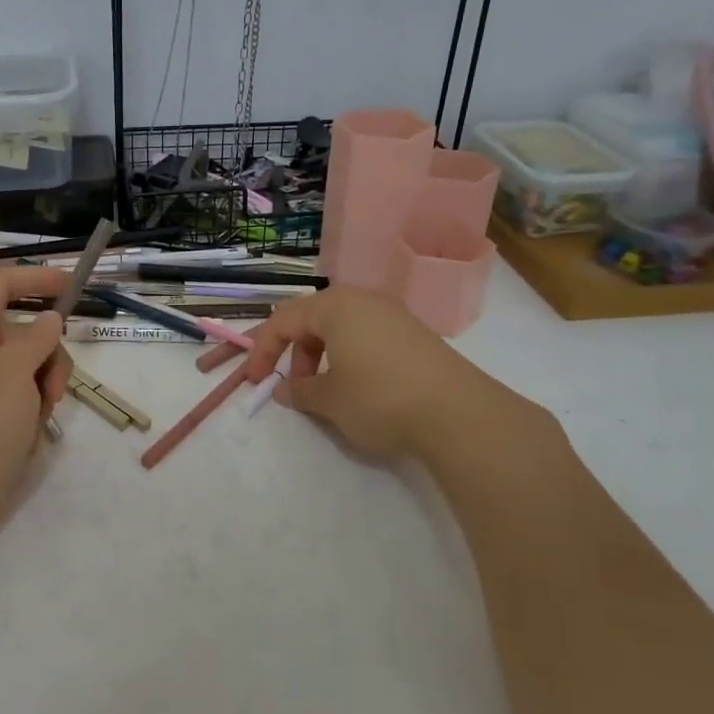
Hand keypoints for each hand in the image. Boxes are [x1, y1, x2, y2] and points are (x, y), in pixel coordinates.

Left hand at [0, 266, 73, 560]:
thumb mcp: (11, 376)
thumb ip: (35, 339)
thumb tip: (50, 318)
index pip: (0, 284)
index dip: (36, 278)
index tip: (73, 288)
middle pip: (22, 329)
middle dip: (48, 352)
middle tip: (54, 388)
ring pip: (28, 366)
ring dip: (44, 387)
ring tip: (38, 420)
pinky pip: (20, 399)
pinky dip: (32, 412)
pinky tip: (27, 439)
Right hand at [242, 286, 546, 461]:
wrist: (458, 413)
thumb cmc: (379, 398)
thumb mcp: (329, 400)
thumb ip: (299, 391)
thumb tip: (283, 389)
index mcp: (334, 306)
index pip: (283, 320)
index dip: (262, 351)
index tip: (255, 382)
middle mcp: (362, 300)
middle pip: (312, 318)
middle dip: (295, 352)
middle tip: (294, 386)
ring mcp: (392, 314)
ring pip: (341, 327)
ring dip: (323, 355)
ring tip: (327, 390)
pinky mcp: (414, 333)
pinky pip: (367, 335)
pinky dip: (350, 356)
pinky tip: (359, 387)